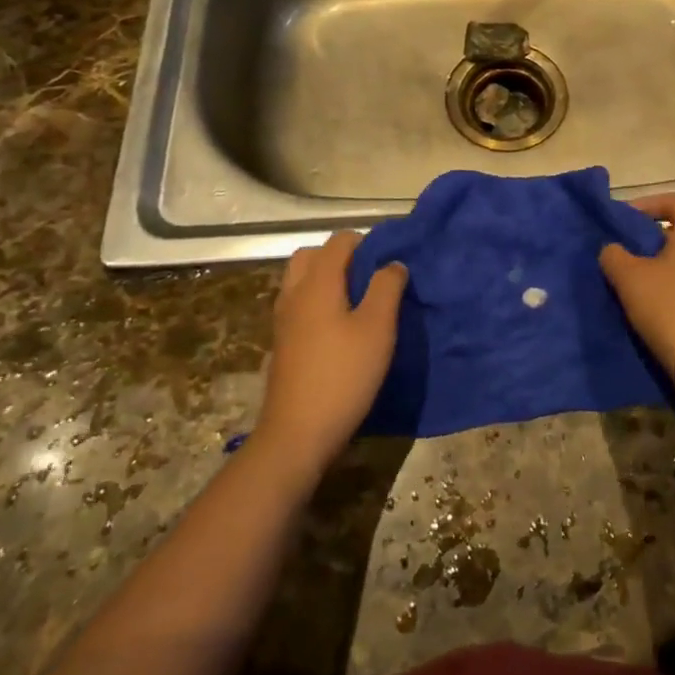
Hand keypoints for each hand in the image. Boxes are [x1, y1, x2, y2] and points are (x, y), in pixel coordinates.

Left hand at [259, 232, 406, 470]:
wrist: (296, 434)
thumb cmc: (343, 375)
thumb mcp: (377, 329)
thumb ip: (387, 288)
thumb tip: (393, 263)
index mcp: (317, 282)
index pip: (339, 241)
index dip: (367, 242)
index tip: (389, 261)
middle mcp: (294, 293)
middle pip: (312, 255)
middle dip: (341, 256)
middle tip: (369, 276)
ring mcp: (283, 319)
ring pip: (301, 280)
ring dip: (326, 278)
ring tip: (357, 300)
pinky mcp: (282, 343)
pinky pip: (298, 304)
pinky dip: (317, 301)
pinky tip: (339, 327)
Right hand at [600, 194, 674, 398]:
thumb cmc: (670, 310)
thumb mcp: (629, 279)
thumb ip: (615, 255)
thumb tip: (612, 249)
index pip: (674, 201)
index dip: (646, 204)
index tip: (623, 219)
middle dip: (652, 235)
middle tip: (625, 248)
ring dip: (663, 262)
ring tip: (635, 277)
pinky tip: (656, 302)